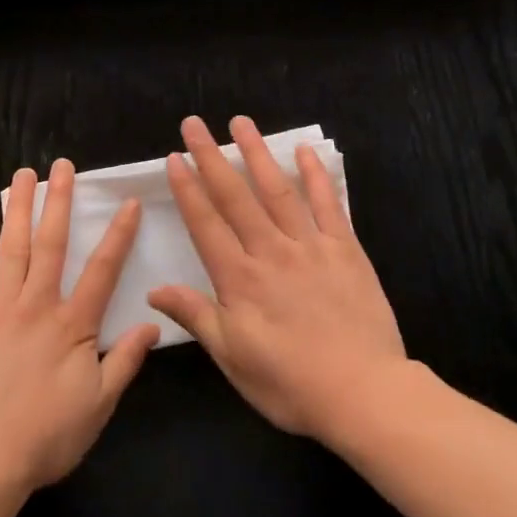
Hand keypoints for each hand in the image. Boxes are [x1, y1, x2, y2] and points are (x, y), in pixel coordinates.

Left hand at [0, 160, 159, 493]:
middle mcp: (36, 304)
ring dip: (18, 208)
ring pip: (10, 247)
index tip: (127, 202)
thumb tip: (153, 323)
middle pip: (51, 243)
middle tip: (61, 165)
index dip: (118, 234)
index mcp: (72, 324)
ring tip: (23, 175)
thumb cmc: (43, 438)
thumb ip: (125, 361)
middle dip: (58, 201)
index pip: (102, 269)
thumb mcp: (98, 407)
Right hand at [149, 115, 407, 441]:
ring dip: (257, 154)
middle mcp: (270, 251)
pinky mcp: (344, 249)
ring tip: (241, 122)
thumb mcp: (233, 358)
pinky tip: (304, 151)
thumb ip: (196, 316)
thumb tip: (154, 290)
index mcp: (239, 278)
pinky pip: (327, 204)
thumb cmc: (290, 383)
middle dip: (211, 157)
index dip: (188, 189)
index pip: (205, 223)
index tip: (174, 157)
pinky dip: (315, 176)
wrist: (363, 393)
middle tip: (195, 123)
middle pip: (235, 196)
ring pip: (277, 190)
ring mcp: (309, 246)